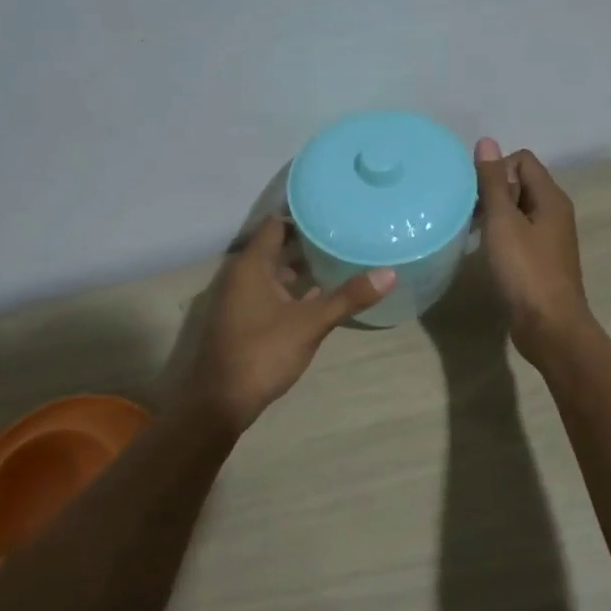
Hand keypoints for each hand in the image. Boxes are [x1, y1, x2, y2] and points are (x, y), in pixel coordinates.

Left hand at [179, 217, 394, 433]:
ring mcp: (240, 299)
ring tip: (338, 260)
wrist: (221, 401)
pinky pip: (270, 293)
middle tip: (344, 233)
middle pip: (276, 247)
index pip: (276, 225)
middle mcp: (241, 275)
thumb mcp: (310, 324)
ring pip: (274, 273)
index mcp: (251, 266)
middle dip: (307, 242)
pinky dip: (292, 291)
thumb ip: (348, 298)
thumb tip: (389, 273)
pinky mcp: (243, 320)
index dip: (302, 215)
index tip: (332, 210)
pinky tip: (319, 296)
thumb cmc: (263, 352)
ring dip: (301, 268)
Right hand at [474, 139, 591, 365]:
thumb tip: (486, 142)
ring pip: (518, 210)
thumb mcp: (503, 222)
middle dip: (492, 191)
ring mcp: (550, 237)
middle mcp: (555, 212)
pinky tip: (486, 251)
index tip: (475, 195)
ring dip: (495, 214)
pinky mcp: (542, 259)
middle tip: (469, 214)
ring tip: (473, 232)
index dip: (495, 169)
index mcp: (551, 198)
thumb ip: (492, 183)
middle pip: (520, 183)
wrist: (549, 325)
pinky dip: (501, 235)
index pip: (522, 160)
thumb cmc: (525, 270)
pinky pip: (519, 233)